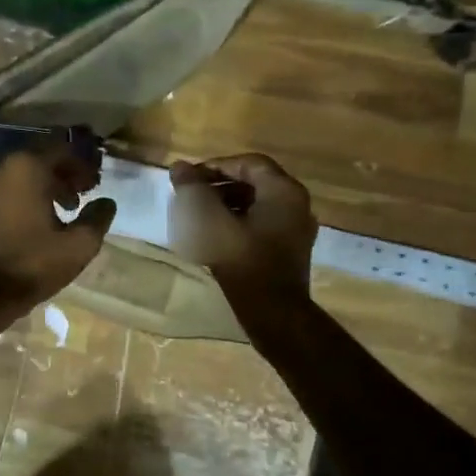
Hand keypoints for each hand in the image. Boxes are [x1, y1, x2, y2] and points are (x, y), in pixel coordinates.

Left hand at [0, 145, 117, 308]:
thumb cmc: (33, 264)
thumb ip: (97, 218)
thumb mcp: (78, 246)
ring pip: (15, 176)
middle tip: (78, 198)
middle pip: (37, 159)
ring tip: (55, 213)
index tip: (94, 185)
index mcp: (27, 168)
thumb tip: (106, 203)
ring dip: (37, 187)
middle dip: (60, 174)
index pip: (62, 149)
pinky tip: (24, 225)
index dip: (82, 164)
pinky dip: (14, 200)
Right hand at [168, 153, 316, 296]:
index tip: (189, 179)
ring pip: (257, 203)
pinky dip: (239, 221)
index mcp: (283, 191)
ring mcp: (296, 227)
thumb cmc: (242, 261)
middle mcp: (296, 203)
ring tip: (198, 215)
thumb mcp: (210, 222)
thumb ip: (194, 191)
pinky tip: (216, 235)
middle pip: (254, 181)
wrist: (274, 313)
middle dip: (219, 185)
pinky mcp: (290, 248)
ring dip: (227, 203)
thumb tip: (179, 167)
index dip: (215, 166)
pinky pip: (262, 222)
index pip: (248, 163)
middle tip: (192, 195)